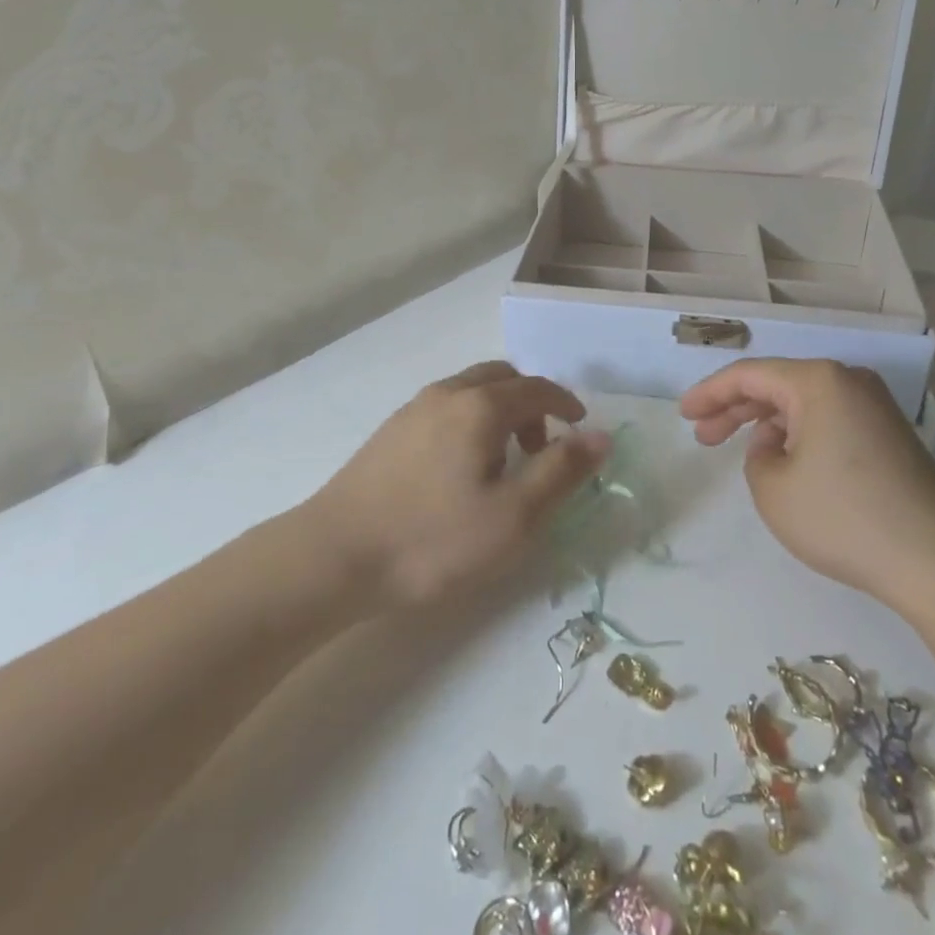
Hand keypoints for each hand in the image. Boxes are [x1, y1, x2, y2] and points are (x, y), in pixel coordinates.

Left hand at [308, 361, 610, 608]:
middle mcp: (447, 393)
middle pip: (501, 378)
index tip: (580, 427)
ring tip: (502, 464)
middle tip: (541, 449)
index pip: (537, 388)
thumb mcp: (514, 516)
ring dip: (498, 412)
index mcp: (481, 405)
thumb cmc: (434, 539)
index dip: (565, 402)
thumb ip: (561, 471)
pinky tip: (460, 469)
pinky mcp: (390, 431)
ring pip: (469, 391)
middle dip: (531, 404)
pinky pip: (445, 407)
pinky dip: (469, 421)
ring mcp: (412, 409)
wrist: (334, 555)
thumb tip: (600, 435)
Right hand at [680, 358, 934, 618]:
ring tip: (737, 450)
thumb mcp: (772, 488)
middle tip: (702, 435)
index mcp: (818, 380)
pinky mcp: (889, 436)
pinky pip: (828, 421)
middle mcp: (848, 381)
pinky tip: (783, 461)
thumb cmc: (844, 517)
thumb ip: (756, 455)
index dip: (709, 393)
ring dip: (766, 423)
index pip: (748, 375)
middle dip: (734, 408)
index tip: (683, 415)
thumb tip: (777, 444)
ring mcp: (874, 408)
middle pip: (776, 385)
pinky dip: (797, 434)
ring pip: (803, 404)